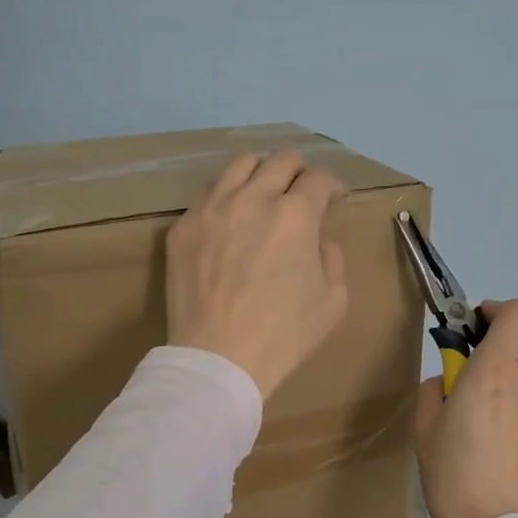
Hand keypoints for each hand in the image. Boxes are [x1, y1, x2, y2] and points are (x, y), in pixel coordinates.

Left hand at [165, 150, 349, 398]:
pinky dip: (226, 197)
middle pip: (281, 159)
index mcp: (295, 215)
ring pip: (240, 164)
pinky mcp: (183, 226)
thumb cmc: (283, 335)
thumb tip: (317, 238)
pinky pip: (207, 193)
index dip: (333, 186)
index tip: (334, 198)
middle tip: (301, 193)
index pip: (319, 179)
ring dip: (260, 173)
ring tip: (262, 194)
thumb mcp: (333, 301)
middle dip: (299, 171)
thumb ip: (332, 257)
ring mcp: (212, 208)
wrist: (219, 359)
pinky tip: (229, 219)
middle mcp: (253, 198)